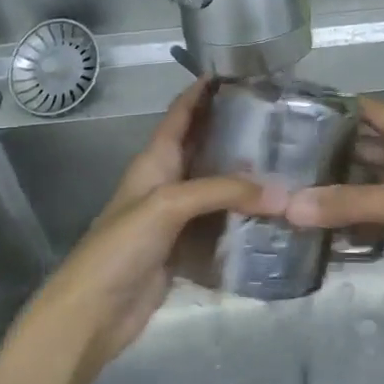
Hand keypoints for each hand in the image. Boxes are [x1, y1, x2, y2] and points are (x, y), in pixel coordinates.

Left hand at [27, 81, 274, 372]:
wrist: (93, 313)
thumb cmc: (121, 246)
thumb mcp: (168, 205)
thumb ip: (223, 191)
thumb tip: (282, 193)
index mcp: (154, 160)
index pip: (181, 113)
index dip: (204, 90)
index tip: (241, 71)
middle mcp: (168, 181)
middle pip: (205, 147)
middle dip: (237, 131)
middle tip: (281, 119)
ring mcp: (178, 216)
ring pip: (218, 187)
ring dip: (247, 177)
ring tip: (289, 162)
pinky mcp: (188, 247)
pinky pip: (222, 224)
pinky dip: (245, 217)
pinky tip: (275, 213)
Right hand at [284, 97, 383, 297]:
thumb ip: (351, 203)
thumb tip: (289, 205)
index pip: (370, 112)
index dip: (337, 108)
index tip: (295, 114)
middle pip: (369, 148)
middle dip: (334, 153)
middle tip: (287, 163)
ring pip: (378, 183)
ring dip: (348, 189)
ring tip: (302, 196)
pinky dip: (366, 218)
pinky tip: (337, 230)